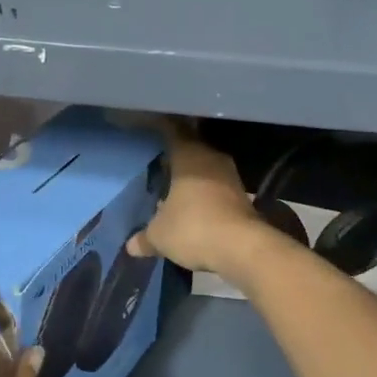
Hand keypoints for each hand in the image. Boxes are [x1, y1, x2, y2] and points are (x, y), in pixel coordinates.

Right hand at [126, 121, 281, 283]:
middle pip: (190, 149)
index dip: (160, 128)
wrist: (244, 248)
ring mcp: (230, 176)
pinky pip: (217, 187)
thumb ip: (145, 237)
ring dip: (192, 177)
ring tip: (173, 188)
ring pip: (206, 168)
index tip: (150, 130)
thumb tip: (131, 245)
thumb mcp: (160, 235)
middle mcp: (211, 158)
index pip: (172, 131)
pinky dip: (205, 194)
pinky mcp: (243, 196)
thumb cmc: (194, 228)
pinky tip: (194, 208)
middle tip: (158, 164)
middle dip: (175, 157)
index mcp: (188, 155)